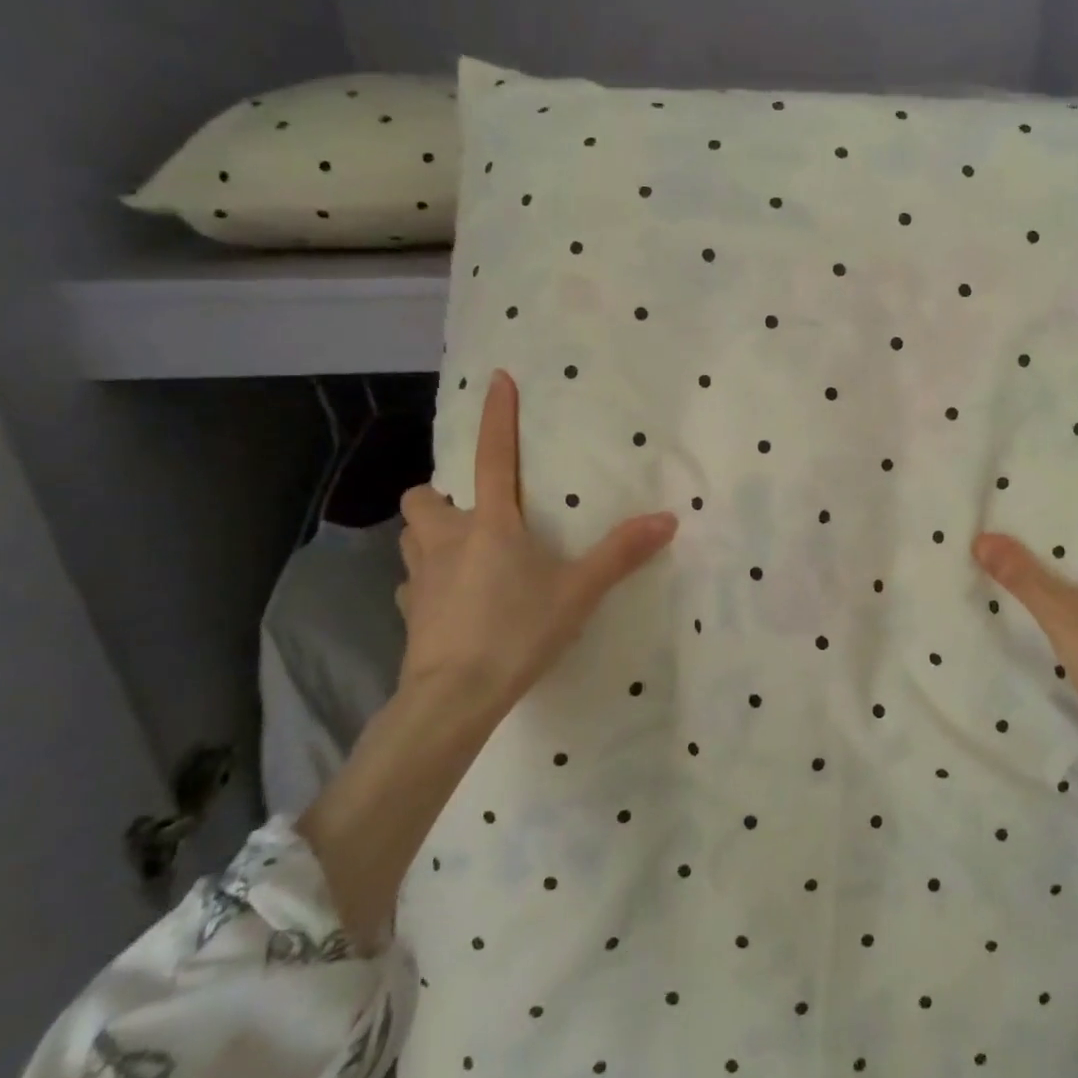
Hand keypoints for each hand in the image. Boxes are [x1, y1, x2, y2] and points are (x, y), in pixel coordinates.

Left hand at [396, 370, 677, 715]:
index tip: (498, 380)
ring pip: (411, 536)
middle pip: (425, 497)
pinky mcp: (409, 613)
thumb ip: (621, 553)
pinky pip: (412, 582)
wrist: (454, 697)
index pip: (492, 457)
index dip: (497, 417)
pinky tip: (453, 601)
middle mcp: (446, 540)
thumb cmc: (517, 631)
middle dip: (442, 496)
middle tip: (474, 511)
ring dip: (432, 533)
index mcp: (490, 524)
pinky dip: (430, 581)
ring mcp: (419, 577)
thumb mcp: (579, 591)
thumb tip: (668, 519)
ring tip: (463, 550)